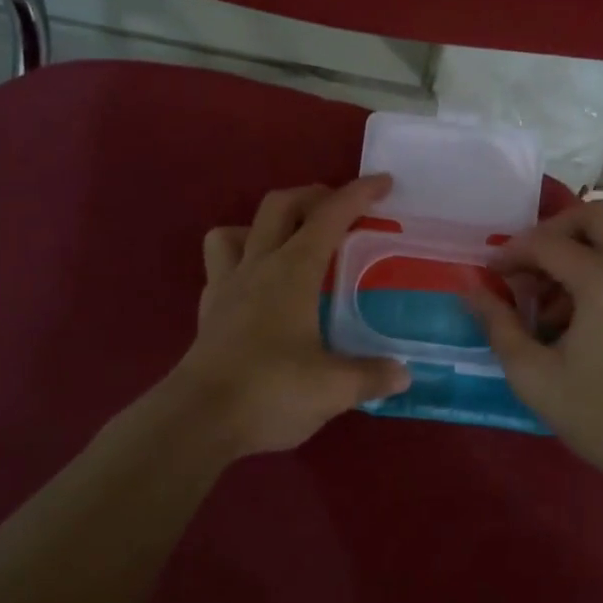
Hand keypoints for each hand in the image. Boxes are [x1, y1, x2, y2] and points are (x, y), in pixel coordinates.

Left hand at [164, 176, 410, 457]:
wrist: (199, 419)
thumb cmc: (271, 391)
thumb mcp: (334, 388)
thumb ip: (371, 376)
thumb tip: (403, 374)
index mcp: (293, 271)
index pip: (329, 217)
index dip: (358, 194)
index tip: (384, 182)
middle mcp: (258, 266)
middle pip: (280, 206)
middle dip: (313, 195)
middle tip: (340, 207)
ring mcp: (227, 285)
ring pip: (237, 229)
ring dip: (266, 224)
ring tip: (290, 242)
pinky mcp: (209, 310)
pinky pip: (220, 264)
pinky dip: (241, 259)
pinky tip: (258, 284)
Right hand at [470, 200, 602, 489]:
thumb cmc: (601, 416)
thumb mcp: (534, 374)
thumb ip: (498, 323)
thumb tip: (469, 289)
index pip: (548, 243)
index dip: (511, 253)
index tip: (488, 273)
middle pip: (593, 216)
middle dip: (551, 233)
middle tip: (524, 266)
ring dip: (575, 252)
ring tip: (544, 301)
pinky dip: (597, 268)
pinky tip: (573, 315)